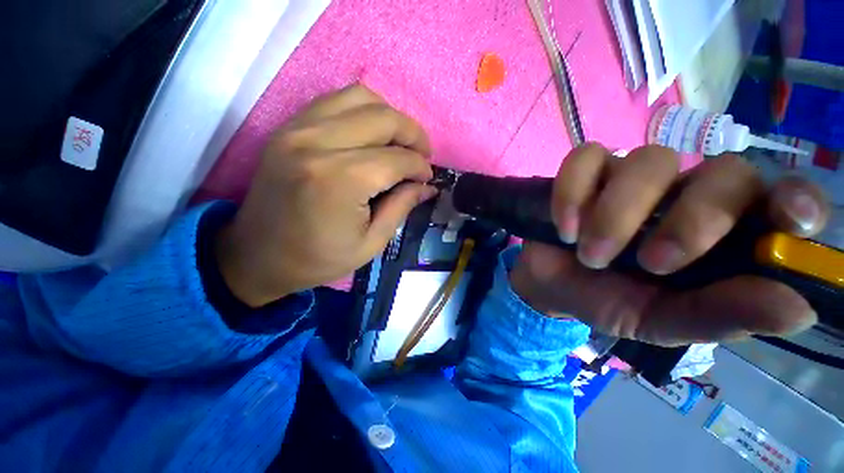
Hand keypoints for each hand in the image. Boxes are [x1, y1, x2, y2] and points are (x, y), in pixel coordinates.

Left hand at [215, 85, 437, 306]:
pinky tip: (372, 135)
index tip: (428, 177)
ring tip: (399, 143)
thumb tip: (427, 185)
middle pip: (383, 118)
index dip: (420, 167)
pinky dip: (363, 111)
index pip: (397, 159)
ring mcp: (298, 129)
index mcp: (341, 181)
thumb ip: (402, 207)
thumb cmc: (317, 259)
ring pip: (361, 97)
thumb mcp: (370, 243)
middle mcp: (317, 144)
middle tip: (422, 156)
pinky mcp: (289, 127)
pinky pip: (336, 101)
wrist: (257, 255)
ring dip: (390, 118)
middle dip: (414, 135)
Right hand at [510, 144, 829, 345]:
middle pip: (723, 171)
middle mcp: (684, 195)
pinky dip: (572, 192)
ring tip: (591, 254)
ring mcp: (630, 177)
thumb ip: (720, 315)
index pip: (777, 200)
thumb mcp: (660, 321)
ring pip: (648, 160)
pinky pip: (584, 158)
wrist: (550, 286)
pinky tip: (565, 226)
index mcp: (718, 237)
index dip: (795, 201)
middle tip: (651, 263)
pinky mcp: (584, 172)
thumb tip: (799, 307)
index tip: (791, 221)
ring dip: (617, 214)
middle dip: (694, 220)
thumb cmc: (607, 302)